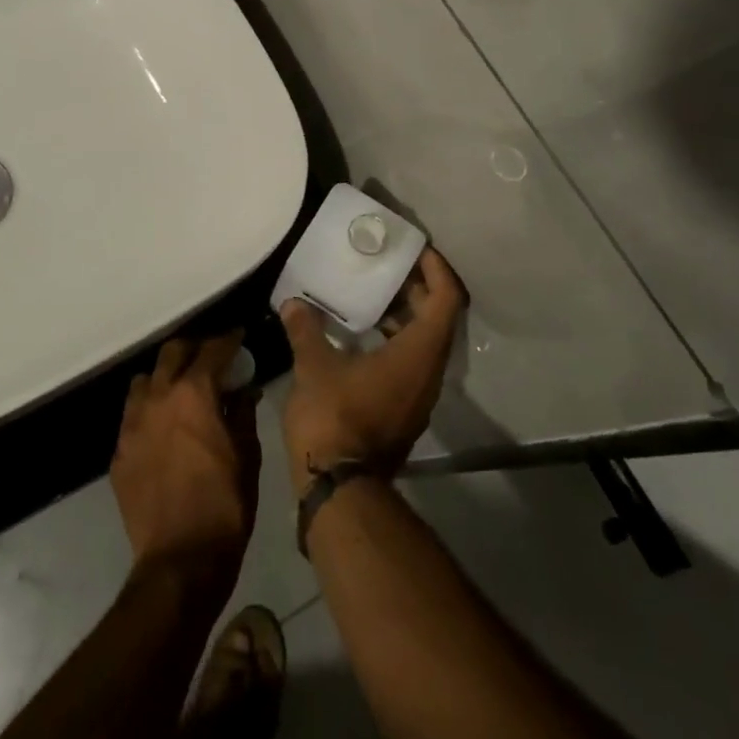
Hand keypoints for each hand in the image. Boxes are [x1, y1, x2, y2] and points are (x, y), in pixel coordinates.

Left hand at [111, 333, 260, 588]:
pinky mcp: (119, 452)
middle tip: (211, 359)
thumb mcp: (247, 454)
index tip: (239, 338)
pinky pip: (133, 416)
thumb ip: (243, 412)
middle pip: (172, 353)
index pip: (212, 350)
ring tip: (181, 391)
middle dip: (194, 350)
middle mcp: (158, 398)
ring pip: (145, 381)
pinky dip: (150, 411)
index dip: (229, 340)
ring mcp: (132, 425)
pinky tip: (164, 430)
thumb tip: (244, 390)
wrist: (181, 560)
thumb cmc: (225, 504)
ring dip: (165, 378)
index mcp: (194, 393)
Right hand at [280, 247, 466, 495]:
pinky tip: (361, 335)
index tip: (415, 250)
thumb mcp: (314, 366)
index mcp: (418, 354)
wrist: (338, 489)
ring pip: (424, 343)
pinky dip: (395, 340)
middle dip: (417, 288)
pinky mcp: (404, 411)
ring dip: (405, 316)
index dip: (436, 269)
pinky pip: (411, 363)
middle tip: (388, 265)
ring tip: (372, 294)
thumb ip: (306, 329)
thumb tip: (292, 303)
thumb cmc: (334, 417)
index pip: (445, 299)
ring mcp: (419, 396)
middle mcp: (429, 373)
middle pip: (438, 319)